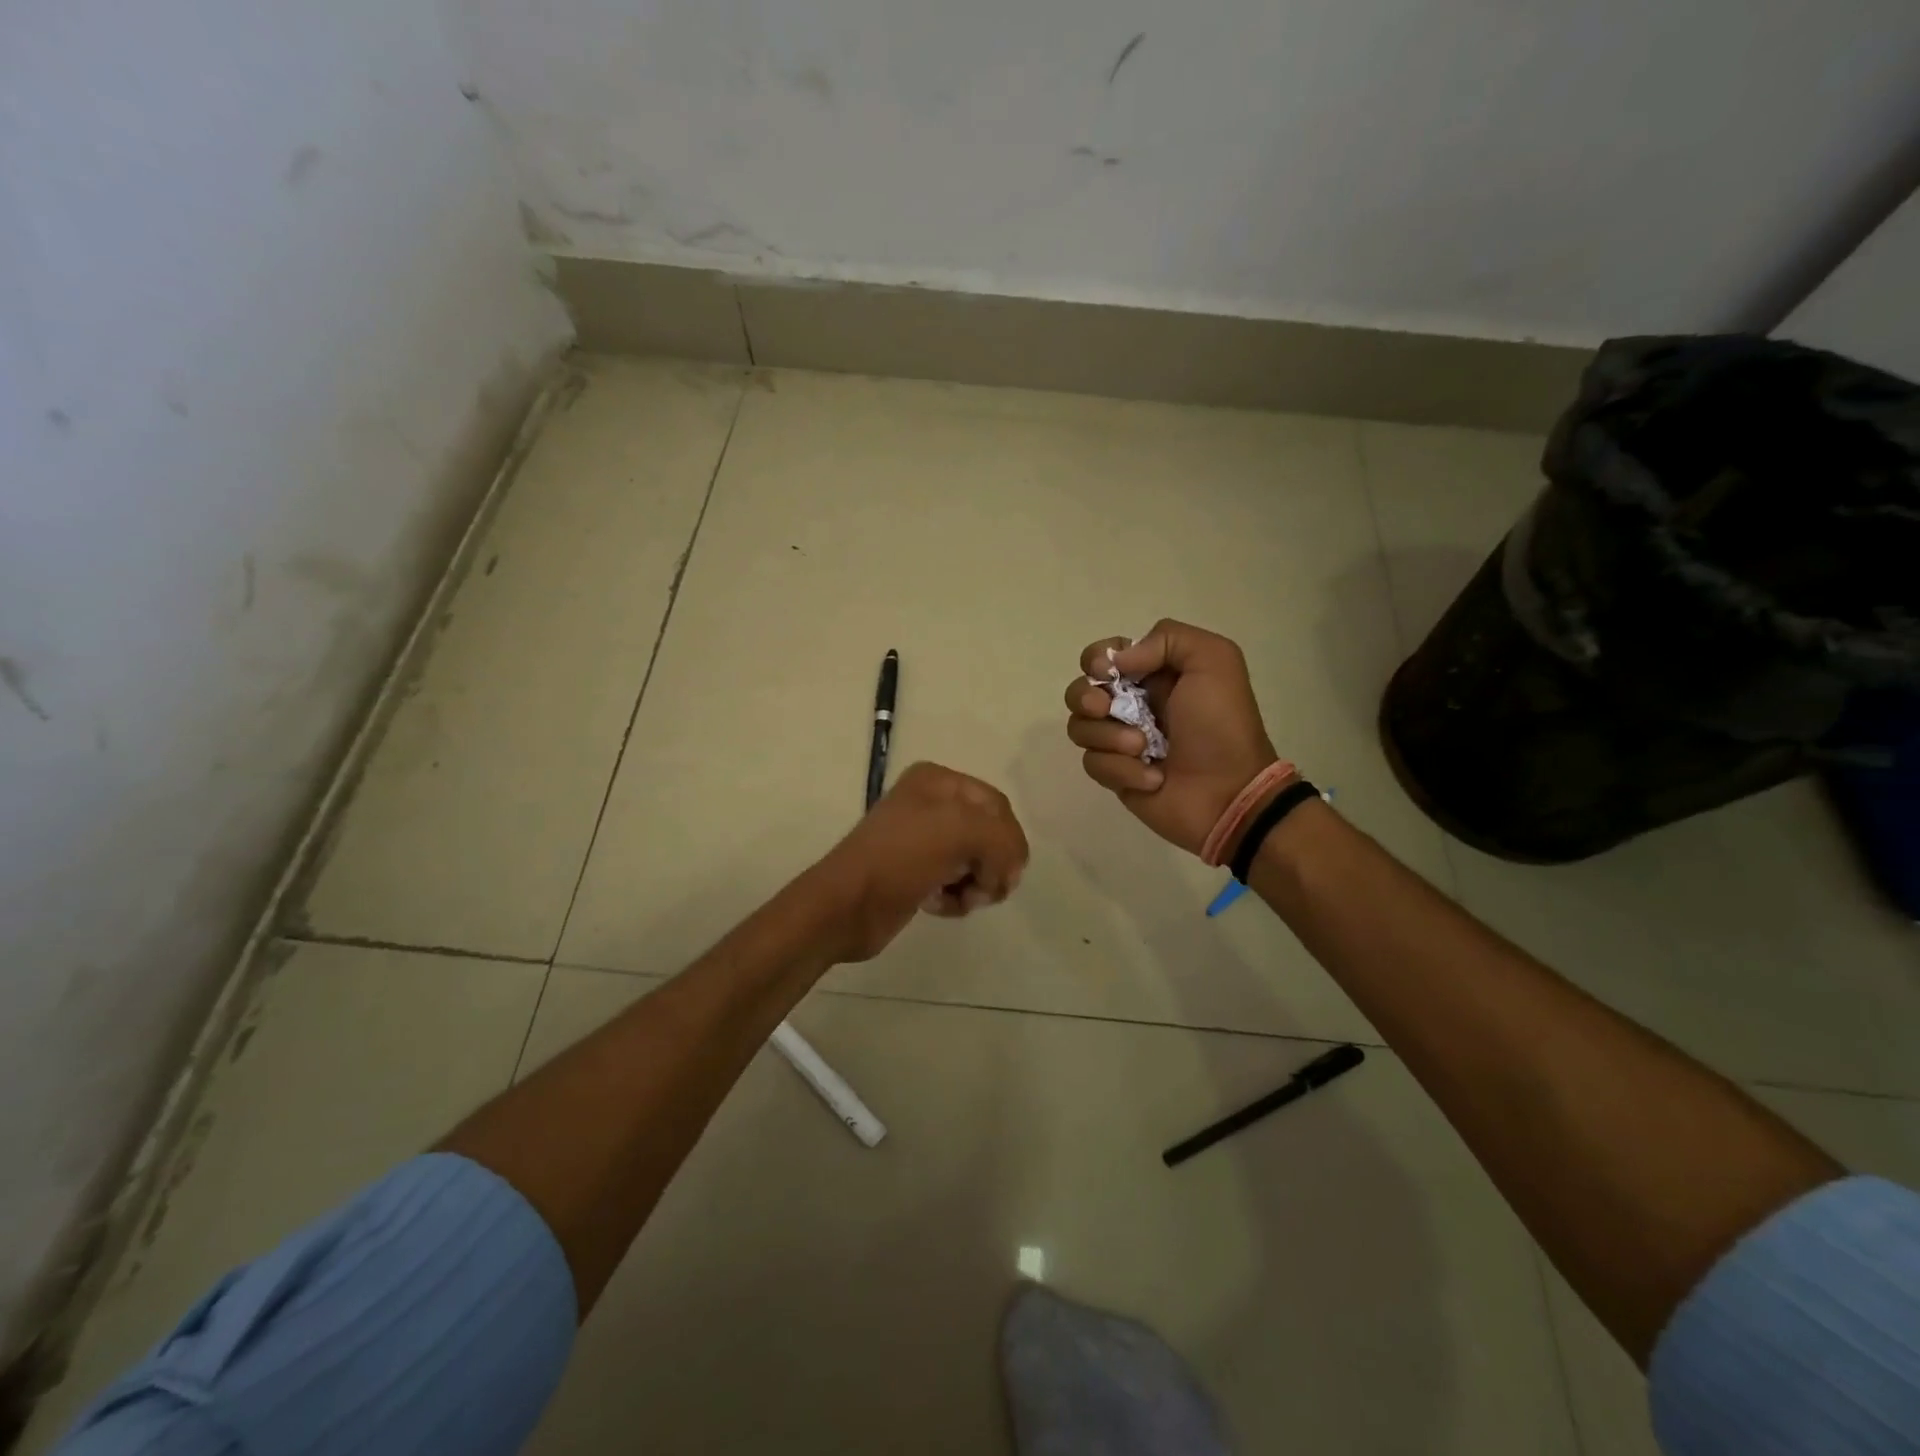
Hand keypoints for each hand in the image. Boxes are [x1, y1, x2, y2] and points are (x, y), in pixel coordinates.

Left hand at [810, 762, 1029, 961]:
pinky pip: (957, 883)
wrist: (846, 905)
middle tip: (984, 888)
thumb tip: (1011, 868)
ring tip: (960, 898)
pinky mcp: (917, 874)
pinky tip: (938, 905)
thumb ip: (1003, 839)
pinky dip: (957, 897)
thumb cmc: (901, 857)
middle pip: (990, 834)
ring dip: (977, 885)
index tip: (1006, 872)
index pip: (998, 805)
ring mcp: (922, 840)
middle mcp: (931, 804)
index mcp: (938, 781)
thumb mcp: (960, 831)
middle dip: (993, 864)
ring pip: (976, 862)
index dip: (1009, 839)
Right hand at [1064, 620, 1279, 856]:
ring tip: (1143, 748)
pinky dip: (1122, 769)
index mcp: (1154, 674)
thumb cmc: (1222, 726)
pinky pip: (1093, 763)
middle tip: (1105, 708)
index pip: (1102, 656)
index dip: (1095, 660)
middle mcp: (1132, 704)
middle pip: (1080, 690)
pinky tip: (1152, 777)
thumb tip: (1116, 663)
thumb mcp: (1214, 661)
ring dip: (1109, 736)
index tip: (1107, 673)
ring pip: (1079, 727)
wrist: (1230, 793)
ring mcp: (1120, 741)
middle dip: (1085, 697)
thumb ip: (1167, 638)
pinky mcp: (1116, 775)